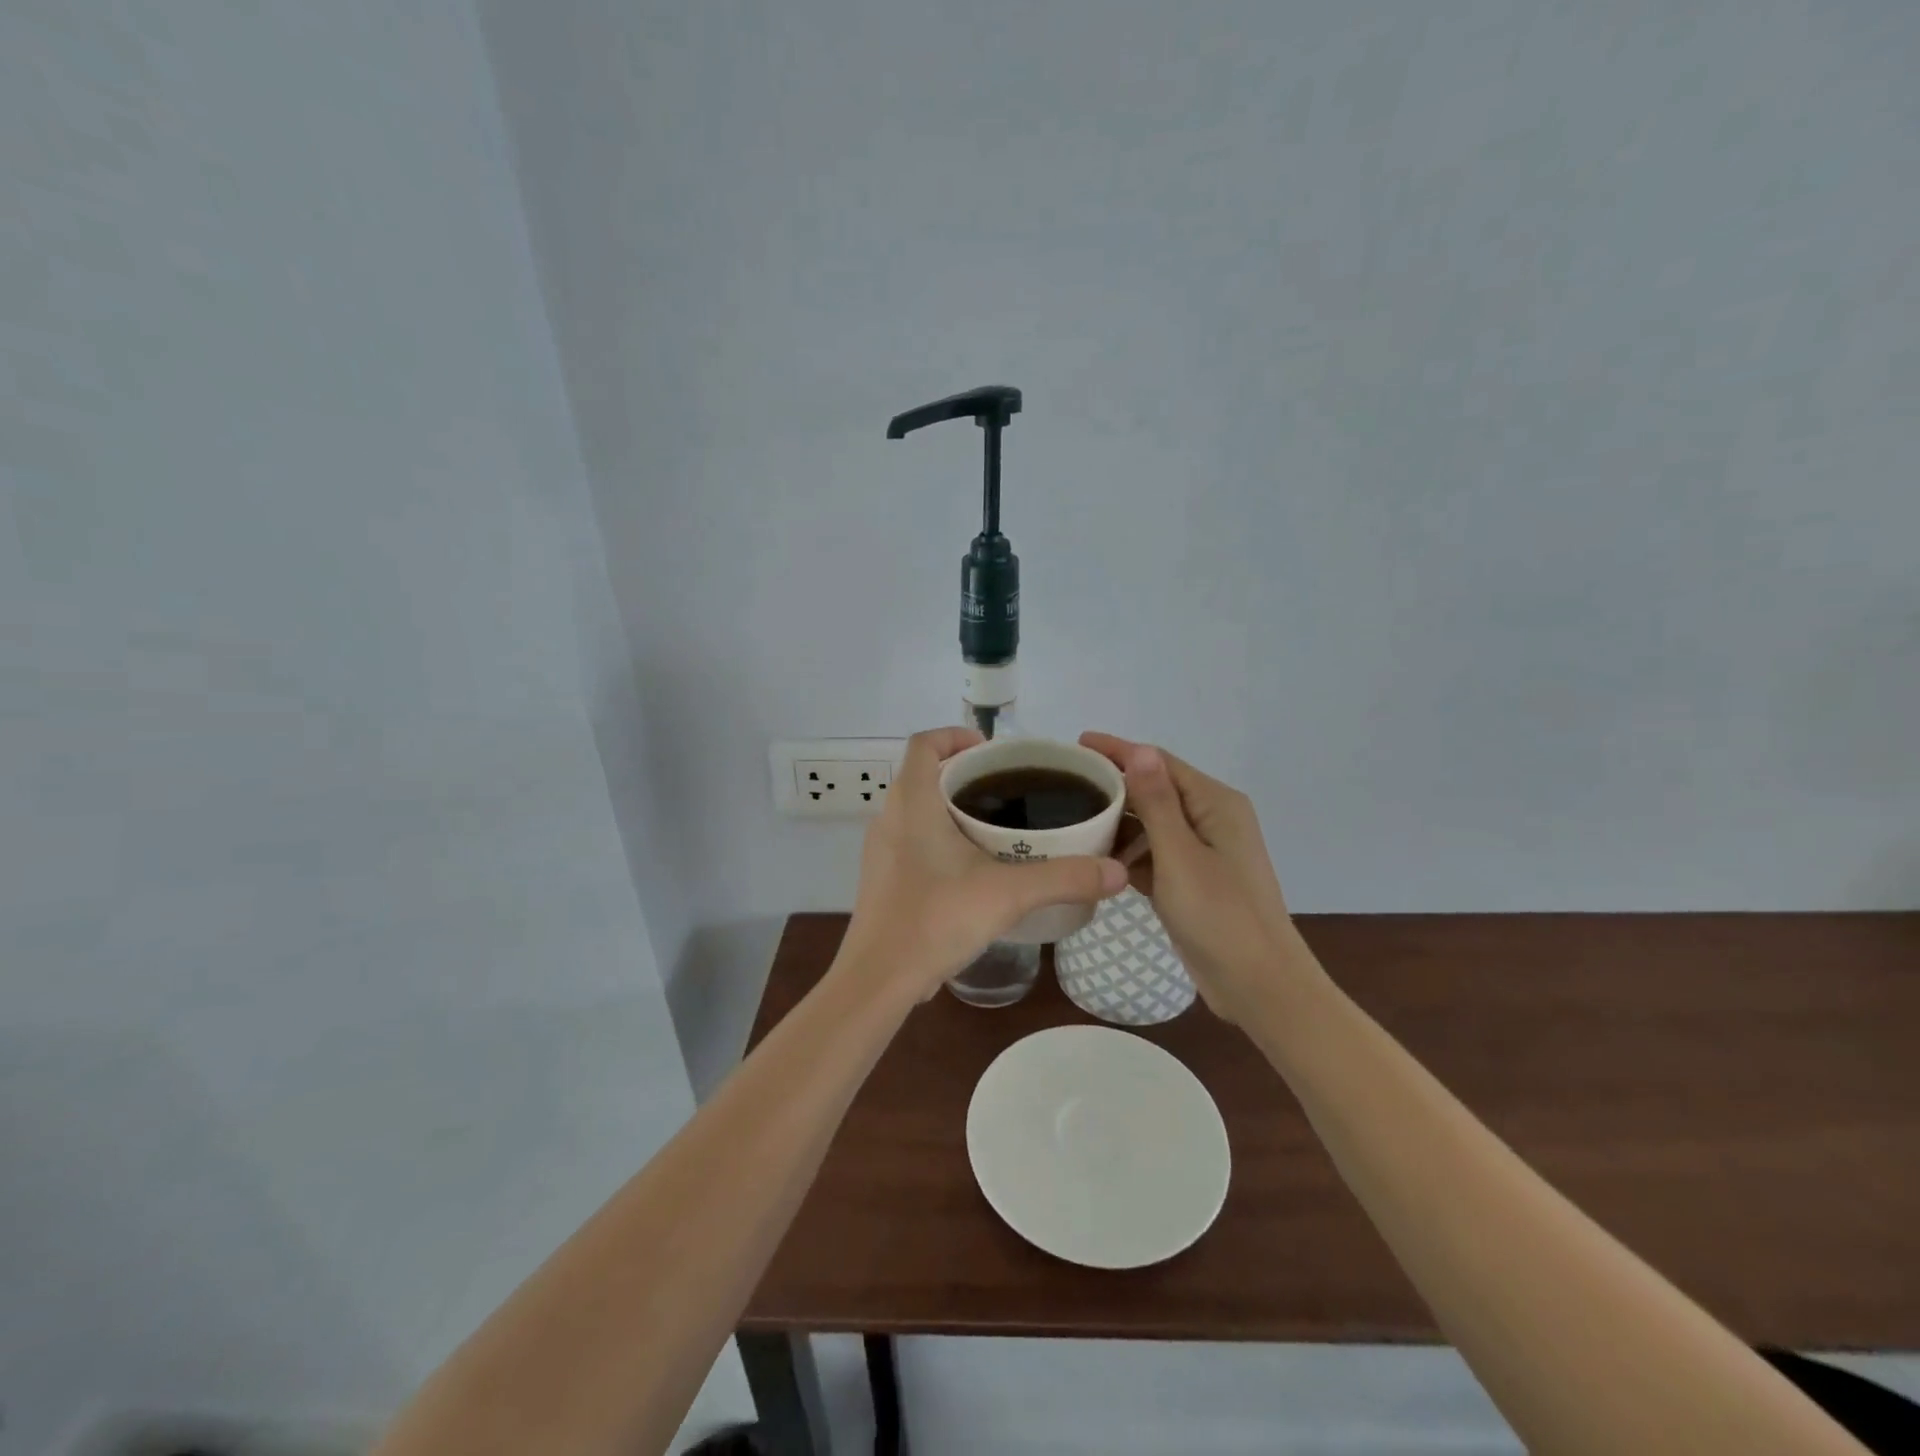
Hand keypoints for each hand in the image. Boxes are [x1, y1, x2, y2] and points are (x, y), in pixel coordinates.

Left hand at [843, 727, 1128, 1001]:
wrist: (878, 979)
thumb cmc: (935, 919)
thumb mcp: (1008, 894)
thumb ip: (1065, 878)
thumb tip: (1118, 871)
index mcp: (913, 802)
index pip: (924, 743)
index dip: (955, 736)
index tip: (992, 752)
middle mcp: (889, 817)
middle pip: (924, 774)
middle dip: (964, 775)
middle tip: (1008, 791)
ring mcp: (881, 850)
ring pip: (916, 809)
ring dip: (951, 808)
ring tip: (997, 827)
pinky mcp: (882, 879)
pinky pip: (911, 840)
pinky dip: (939, 838)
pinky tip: (972, 868)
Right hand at [1080, 732, 1305, 1022]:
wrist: (1258, 985)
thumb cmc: (1220, 916)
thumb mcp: (1180, 856)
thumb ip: (1156, 802)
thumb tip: (1138, 749)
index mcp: (1215, 803)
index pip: (1159, 762)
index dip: (1118, 750)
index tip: (1076, 744)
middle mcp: (1211, 818)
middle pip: (1155, 789)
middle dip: (1114, 787)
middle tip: (1065, 786)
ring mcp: (1203, 851)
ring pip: (1152, 824)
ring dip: (1118, 822)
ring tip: (1072, 821)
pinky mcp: (1193, 879)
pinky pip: (1155, 853)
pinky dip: (1129, 853)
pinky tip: (1096, 858)